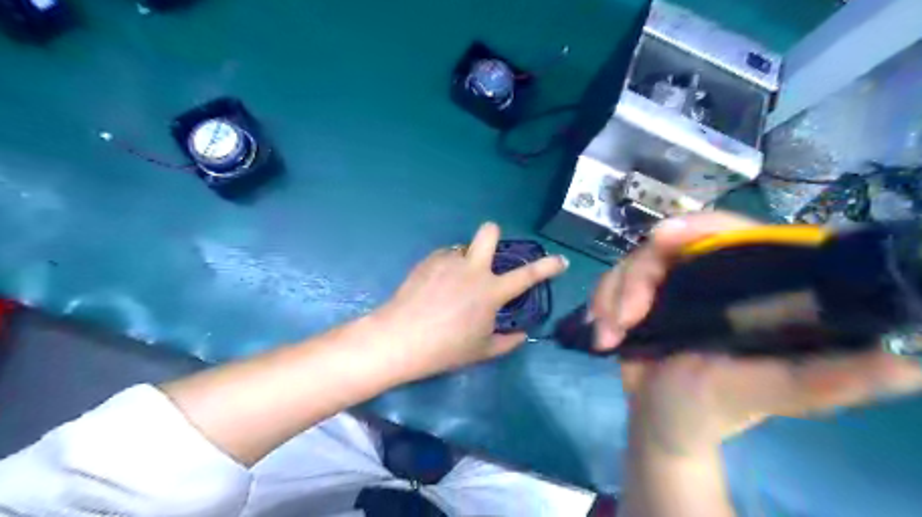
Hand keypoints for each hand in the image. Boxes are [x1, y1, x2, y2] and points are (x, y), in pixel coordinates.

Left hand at [373, 222, 569, 382]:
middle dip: (495, 235)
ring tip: (453, 283)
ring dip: (466, 260)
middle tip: (488, 256)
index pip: (528, 275)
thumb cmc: (445, 349)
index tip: (560, 260)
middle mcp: (472, 269)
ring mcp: (448, 261)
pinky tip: (435, 287)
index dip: (548, 266)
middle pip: (489, 231)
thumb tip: (521, 334)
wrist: (400, 339)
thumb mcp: (482, 351)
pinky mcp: (428, 260)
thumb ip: (508, 342)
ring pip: (464, 247)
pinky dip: (447, 267)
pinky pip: (445, 256)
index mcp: (491, 291)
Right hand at [590, 212, 921, 456]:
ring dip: (612, 295)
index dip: (698, 226)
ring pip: (632, 263)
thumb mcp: (764, 395)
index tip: (660, 238)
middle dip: (636, 276)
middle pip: (667, 246)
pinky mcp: (639, 299)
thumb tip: (907, 364)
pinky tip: (601, 334)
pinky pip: (611, 282)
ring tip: (609, 335)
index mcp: (749, 290)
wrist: (659, 424)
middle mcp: (709, 280)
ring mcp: (670, 288)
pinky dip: (600, 304)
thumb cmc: (712, 412)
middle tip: (625, 316)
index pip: (732, 235)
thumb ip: (821, 381)